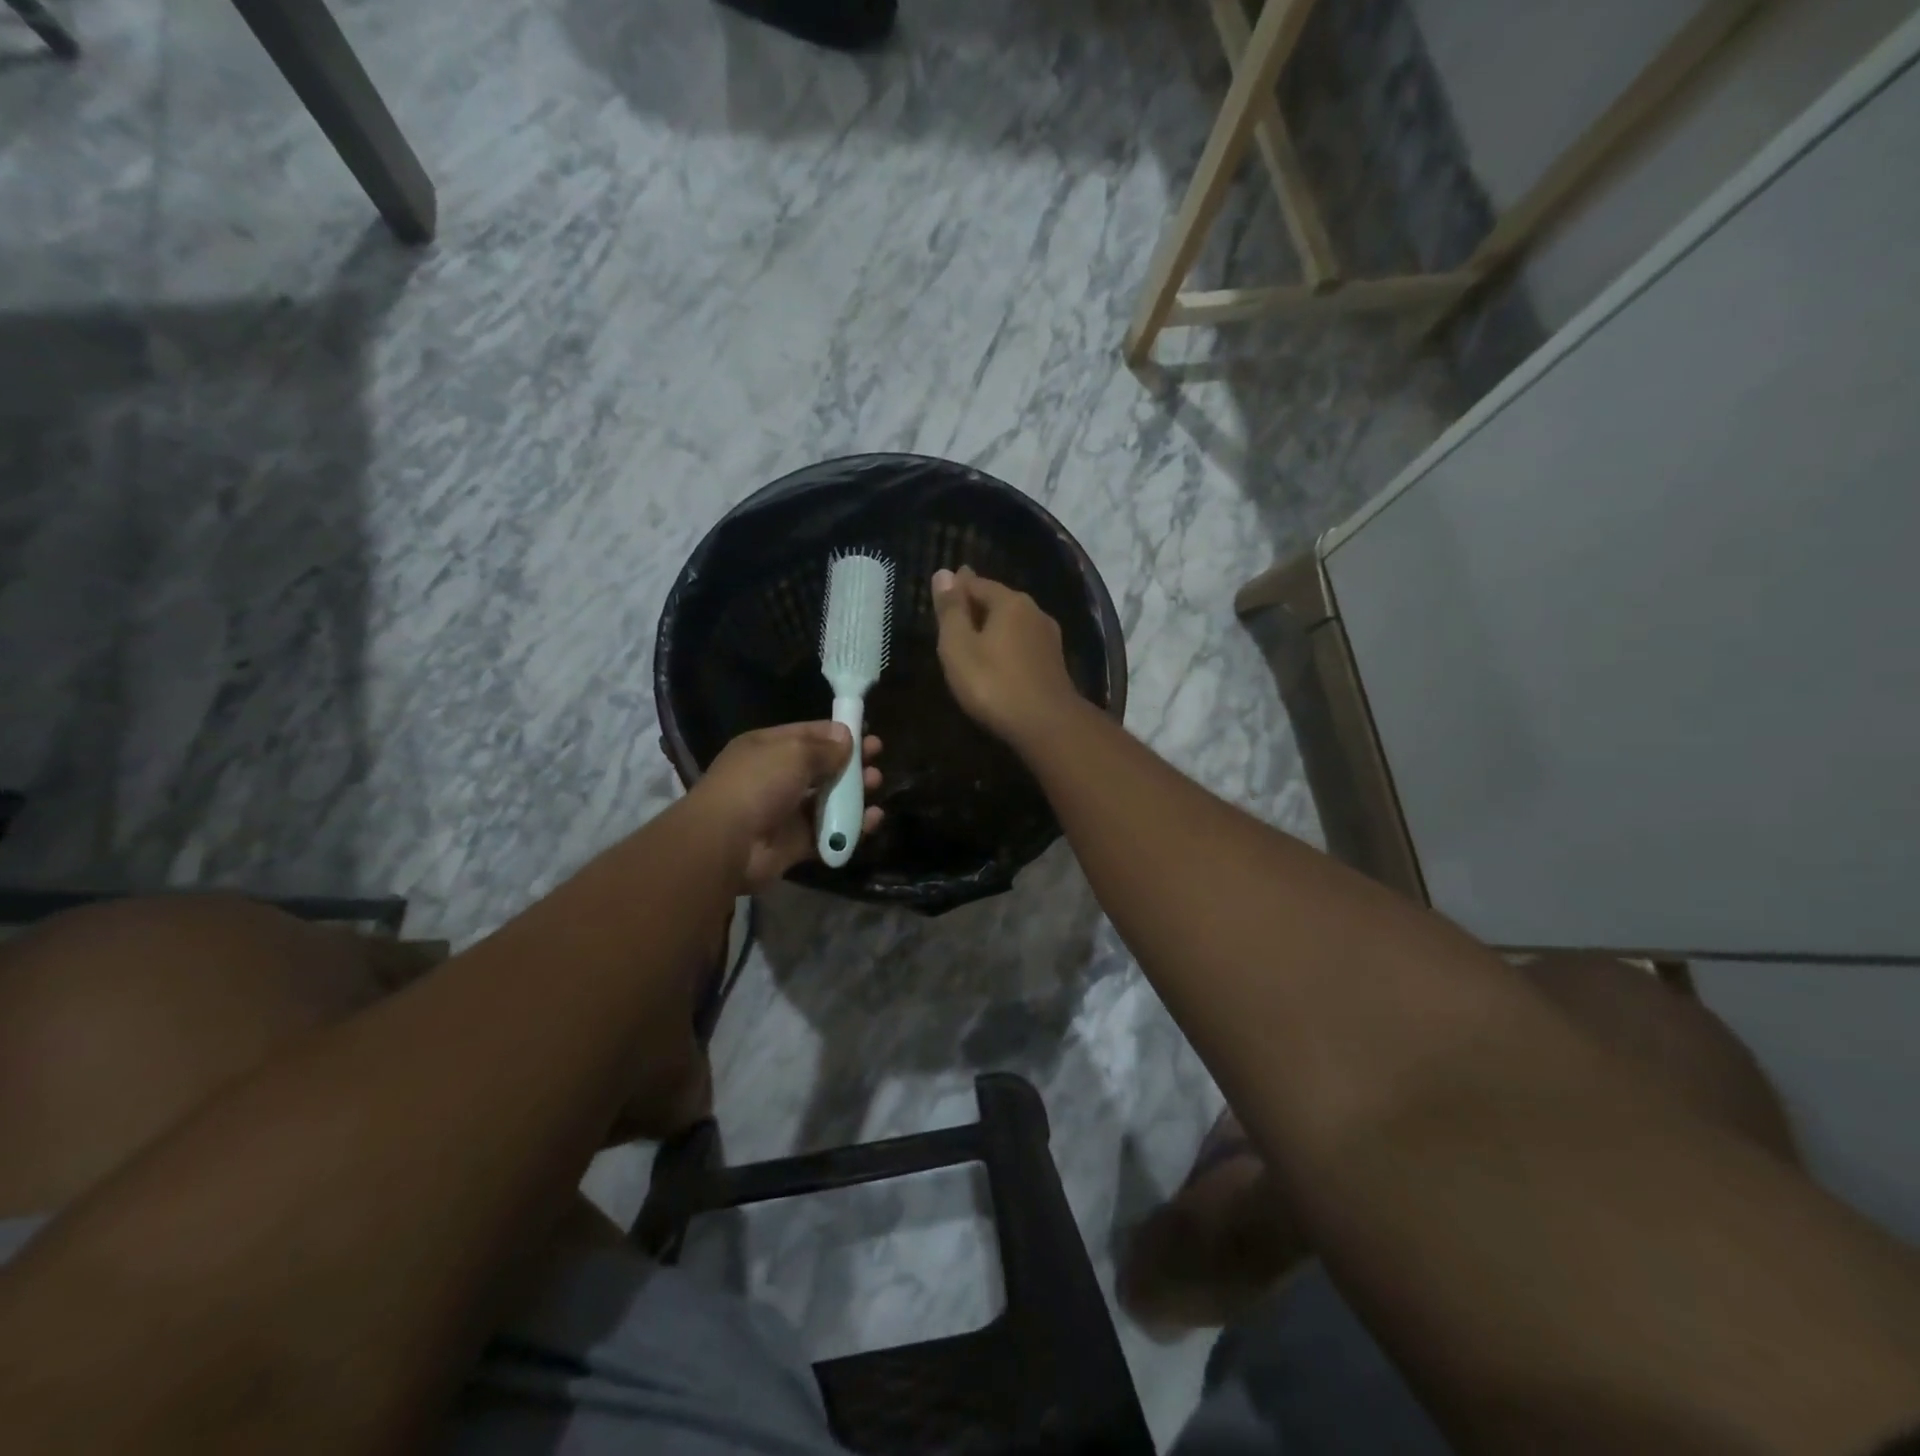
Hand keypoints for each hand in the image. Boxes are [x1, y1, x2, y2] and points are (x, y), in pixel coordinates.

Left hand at [690, 721, 883, 891]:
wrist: (727, 842)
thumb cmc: (758, 784)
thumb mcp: (793, 753)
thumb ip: (824, 747)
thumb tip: (846, 737)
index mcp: (767, 748)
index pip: (808, 735)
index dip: (838, 733)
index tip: (867, 734)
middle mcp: (775, 778)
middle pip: (820, 768)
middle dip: (850, 763)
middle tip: (876, 760)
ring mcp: (785, 812)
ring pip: (827, 800)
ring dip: (853, 793)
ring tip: (876, 785)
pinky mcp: (795, 844)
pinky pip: (829, 832)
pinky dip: (851, 827)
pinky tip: (873, 818)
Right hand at [931, 566, 1082, 747]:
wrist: (1047, 725)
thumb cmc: (993, 684)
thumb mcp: (959, 646)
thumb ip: (951, 610)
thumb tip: (944, 572)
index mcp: (1010, 602)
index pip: (976, 583)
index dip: (956, 588)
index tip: (941, 595)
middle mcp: (1034, 611)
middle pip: (998, 601)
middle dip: (976, 606)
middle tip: (953, 618)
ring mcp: (1049, 638)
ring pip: (1013, 623)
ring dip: (993, 628)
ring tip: (973, 640)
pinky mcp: (1054, 663)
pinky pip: (1023, 644)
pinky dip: (1007, 646)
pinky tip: (998, 660)